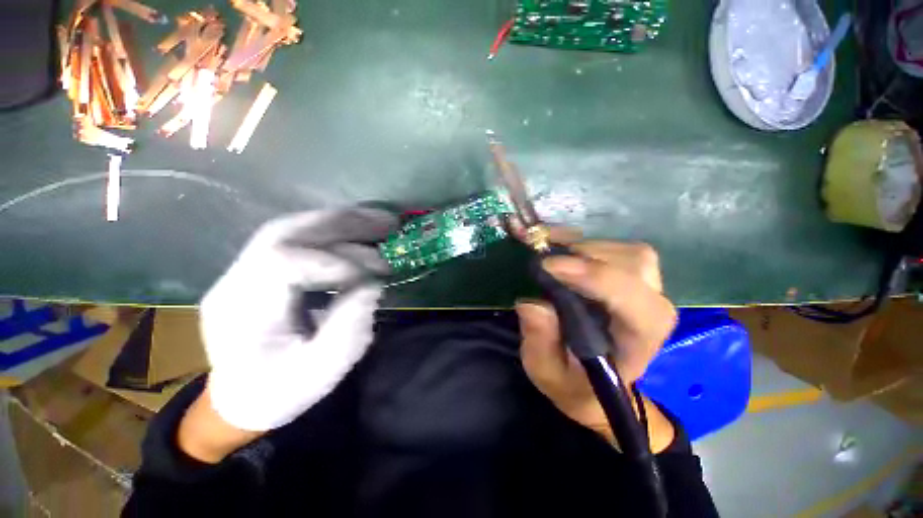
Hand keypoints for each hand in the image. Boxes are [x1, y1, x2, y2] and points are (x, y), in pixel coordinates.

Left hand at [186, 208, 396, 458]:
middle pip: (287, 232)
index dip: (334, 261)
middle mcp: (235, 279)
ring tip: (382, 222)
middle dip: (343, 224)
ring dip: (343, 222)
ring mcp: (246, 270)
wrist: (240, 400)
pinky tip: (361, 234)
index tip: (374, 274)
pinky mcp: (263, 269)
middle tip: (387, 223)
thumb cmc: (277, 393)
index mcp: (241, 310)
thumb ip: (349, 328)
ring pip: (294, 229)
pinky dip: (335, 233)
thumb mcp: (320, 372)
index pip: (281, 261)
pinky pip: (300, 240)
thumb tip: (373, 284)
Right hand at [516, 232, 677, 450]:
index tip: (549, 266)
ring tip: (549, 249)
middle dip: (585, 256)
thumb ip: (540, 342)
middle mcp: (651, 310)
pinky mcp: (631, 278)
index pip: (632, 302)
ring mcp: (645, 291)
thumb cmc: (573, 382)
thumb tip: (531, 303)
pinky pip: (616, 248)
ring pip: (628, 251)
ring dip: (584, 246)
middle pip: (634, 265)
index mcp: (638, 341)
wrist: (593, 383)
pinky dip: (585, 242)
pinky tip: (559, 245)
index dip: (593, 277)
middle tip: (544, 257)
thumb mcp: (547, 372)